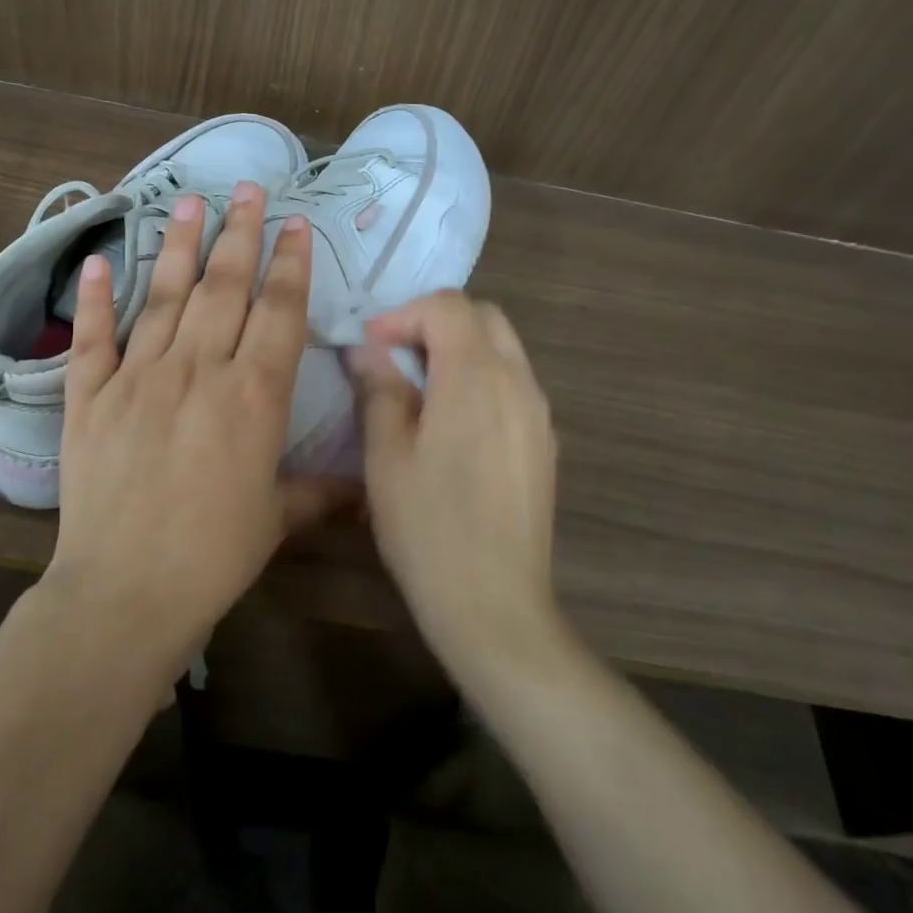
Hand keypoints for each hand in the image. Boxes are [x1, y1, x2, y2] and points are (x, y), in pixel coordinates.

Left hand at [46, 182, 346, 668]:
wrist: (126, 590)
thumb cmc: (213, 555)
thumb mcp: (277, 520)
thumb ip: (320, 491)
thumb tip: (365, 488)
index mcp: (253, 395)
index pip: (279, 311)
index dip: (290, 263)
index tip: (295, 223)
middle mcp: (198, 370)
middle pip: (224, 286)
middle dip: (240, 233)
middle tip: (247, 189)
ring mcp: (139, 377)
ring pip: (163, 296)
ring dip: (178, 245)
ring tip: (189, 202)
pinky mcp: (90, 396)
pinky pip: (94, 338)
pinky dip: (95, 299)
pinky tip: (96, 260)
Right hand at [351, 291, 560, 666]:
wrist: (495, 606)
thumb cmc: (429, 528)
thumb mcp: (386, 455)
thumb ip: (379, 389)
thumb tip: (367, 351)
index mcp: (477, 376)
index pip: (448, 306)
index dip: (404, 314)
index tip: (370, 346)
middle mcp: (519, 382)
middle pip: (483, 317)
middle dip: (435, 322)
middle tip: (394, 357)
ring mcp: (539, 413)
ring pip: (503, 348)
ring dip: (459, 349)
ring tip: (418, 388)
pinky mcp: (545, 443)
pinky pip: (513, 384)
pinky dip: (480, 378)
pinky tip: (452, 423)